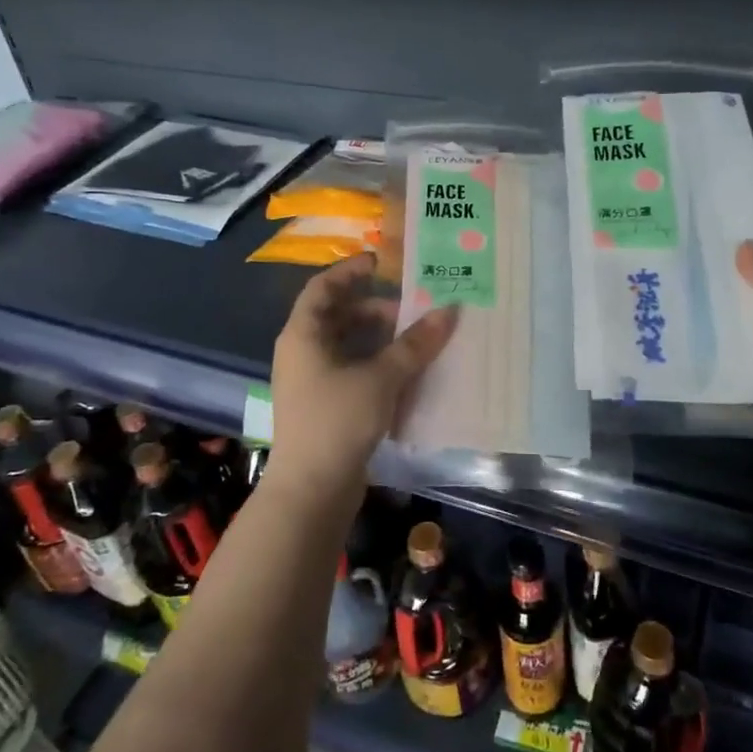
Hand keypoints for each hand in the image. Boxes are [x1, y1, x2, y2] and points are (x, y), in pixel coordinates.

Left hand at [270, 254, 458, 493]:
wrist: (312, 490)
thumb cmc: (338, 420)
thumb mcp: (381, 377)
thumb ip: (415, 343)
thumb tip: (450, 310)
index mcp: (303, 334)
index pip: (323, 287)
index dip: (351, 270)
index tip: (383, 261)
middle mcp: (302, 352)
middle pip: (338, 315)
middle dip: (376, 308)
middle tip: (412, 308)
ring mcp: (311, 380)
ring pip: (347, 345)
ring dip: (379, 338)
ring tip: (416, 339)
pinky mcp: (324, 405)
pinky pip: (351, 370)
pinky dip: (376, 363)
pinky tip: (405, 371)